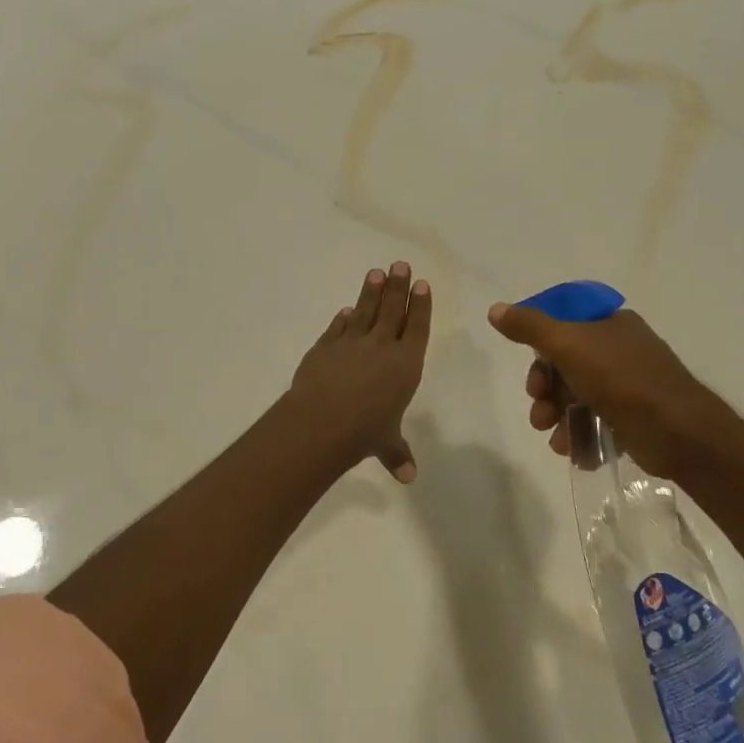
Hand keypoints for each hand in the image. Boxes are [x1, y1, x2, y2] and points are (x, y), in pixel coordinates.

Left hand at [291, 262, 431, 481]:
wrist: (322, 421)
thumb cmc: (365, 432)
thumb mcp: (386, 444)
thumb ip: (397, 454)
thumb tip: (408, 477)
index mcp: (406, 365)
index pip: (416, 328)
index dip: (420, 306)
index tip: (421, 285)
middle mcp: (382, 347)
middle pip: (392, 310)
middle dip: (397, 287)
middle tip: (400, 264)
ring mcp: (351, 344)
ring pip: (364, 311)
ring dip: (371, 292)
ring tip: (376, 272)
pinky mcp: (324, 347)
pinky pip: (337, 328)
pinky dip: (342, 319)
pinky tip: (345, 310)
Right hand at [486, 301, 725, 478]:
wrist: (678, 431)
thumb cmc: (621, 379)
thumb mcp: (569, 345)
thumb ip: (530, 327)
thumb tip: (496, 310)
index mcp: (609, 323)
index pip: (562, 327)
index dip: (539, 350)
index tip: (532, 374)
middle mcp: (620, 349)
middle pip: (565, 365)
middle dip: (546, 391)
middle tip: (540, 411)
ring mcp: (629, 384)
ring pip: (577, 396)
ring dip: (558, 417)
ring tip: (555, 438)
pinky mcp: (634, 417)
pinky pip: (596, 421)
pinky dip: (580, 434)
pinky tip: (573, 450)